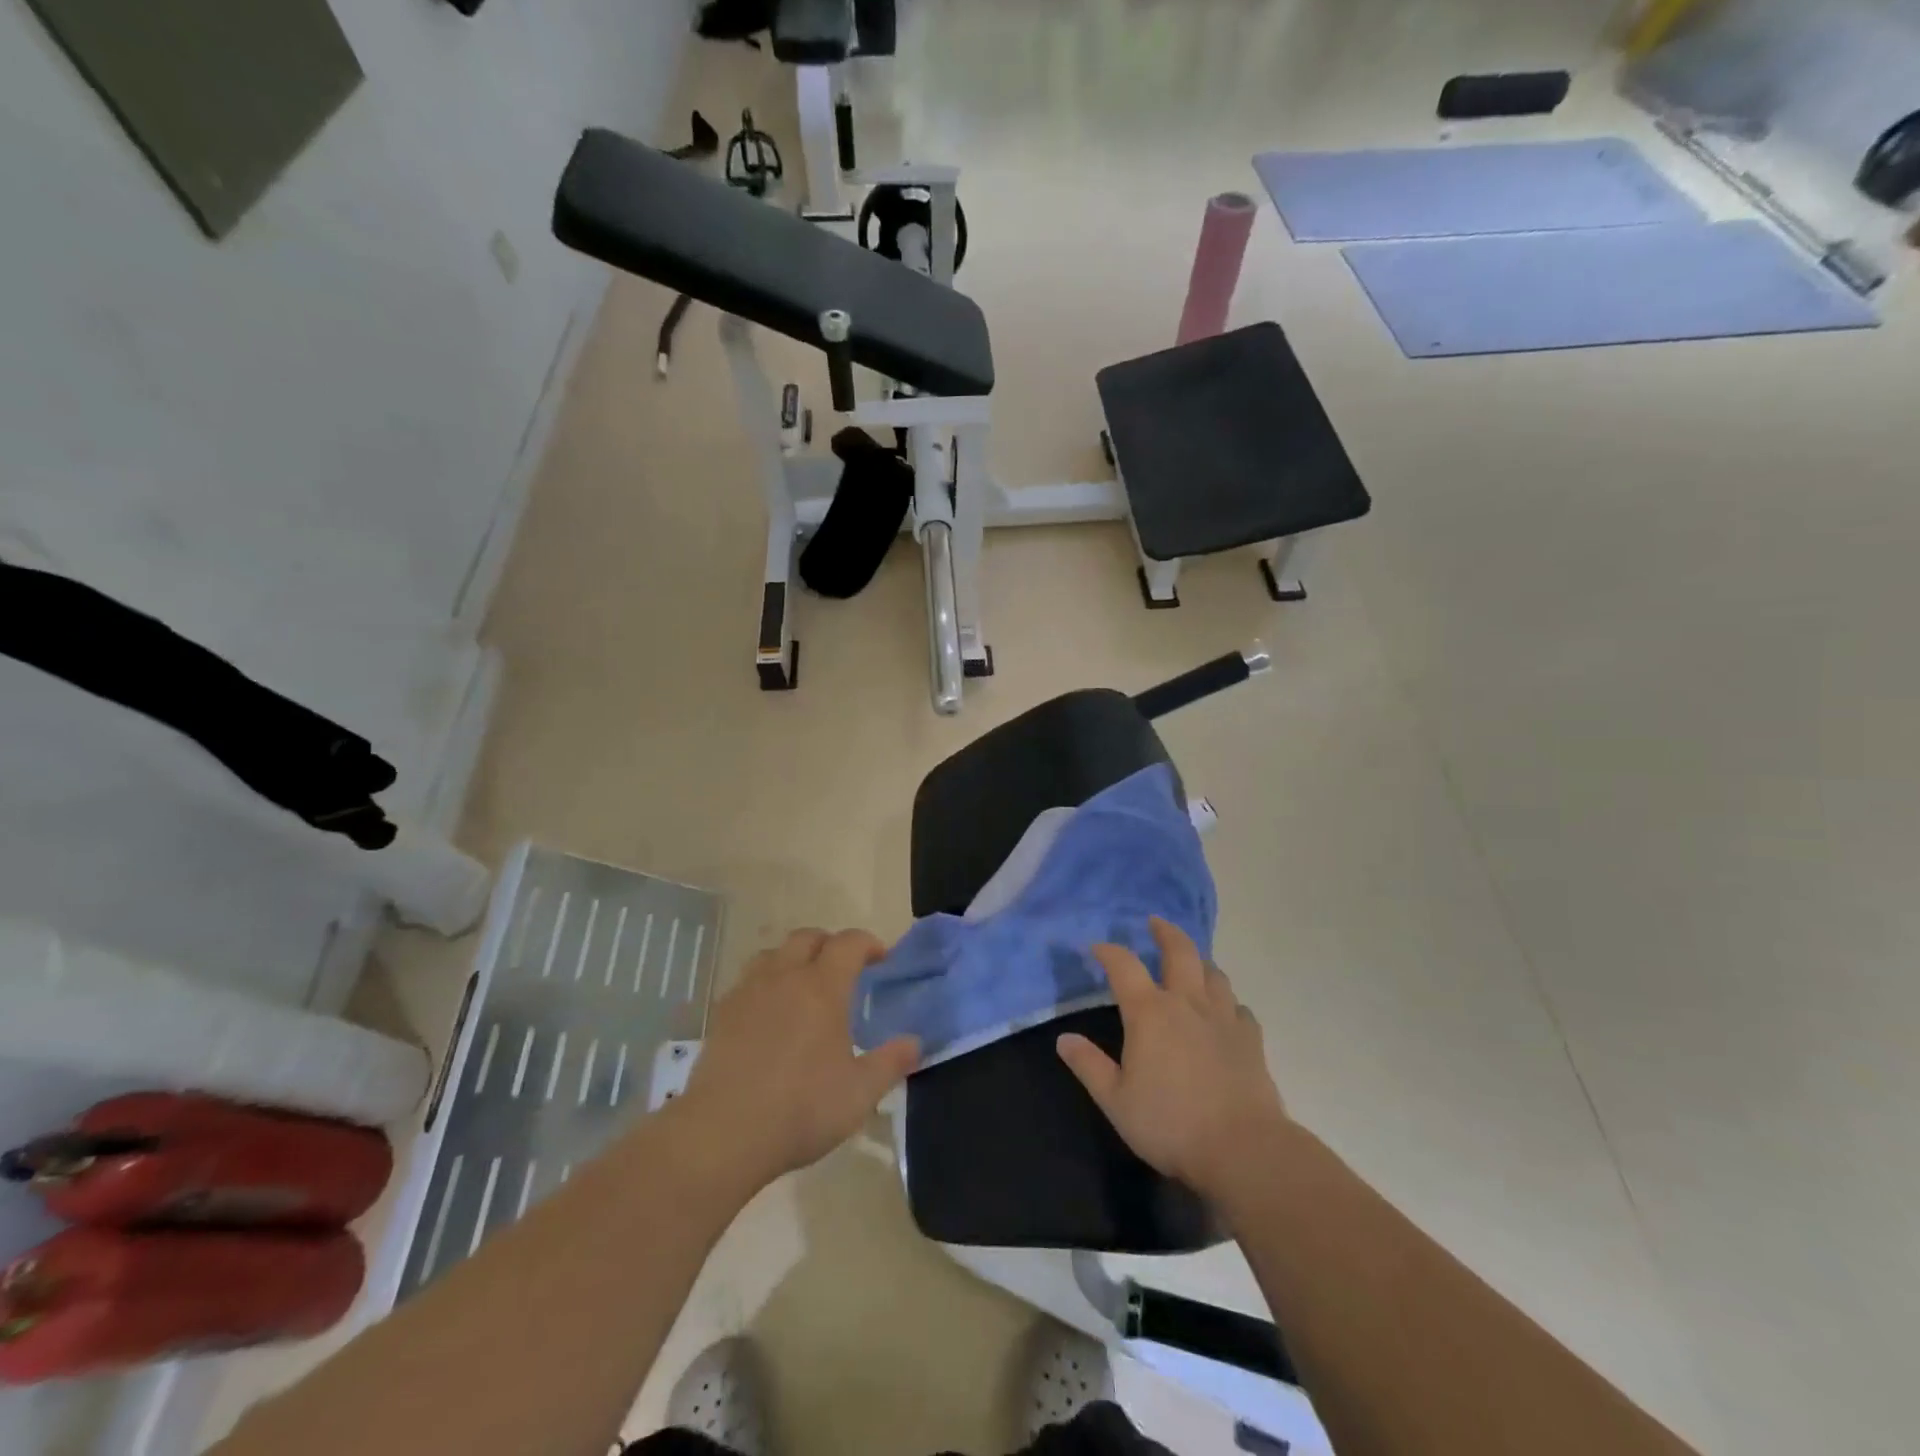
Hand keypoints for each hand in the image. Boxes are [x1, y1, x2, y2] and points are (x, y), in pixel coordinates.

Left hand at [680, 928, 919, 1186]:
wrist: (723, 1132)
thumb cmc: (801, 1108)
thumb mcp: (860, 1093)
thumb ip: (891, 1062)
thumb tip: (915, 1042)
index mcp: (822, 986)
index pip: (849, 943)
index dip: (868, 944)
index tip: (881, 959)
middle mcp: (785, 977)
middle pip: (807, 938)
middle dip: (830, 944)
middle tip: (844, 970)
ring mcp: (748, 992)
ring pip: (773, 954)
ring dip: (794, 959)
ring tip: (804, 986)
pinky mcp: (722, 1014)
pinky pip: (748, 981)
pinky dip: (766, 983)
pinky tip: (770, 1014)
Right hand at [1056, 918, 1288, 1201]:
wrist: (1243, 1149)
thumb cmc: (1170, 1124)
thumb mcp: (1115, 1100)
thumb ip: (1089, 1066)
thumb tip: (1063, 1039)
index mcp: (1149, 1012)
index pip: (1123, 966)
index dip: (1109, 951)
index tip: (1097, 947)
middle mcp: (1187, 1003)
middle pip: (1179, 951)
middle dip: (1165, 932)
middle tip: (1155, 922)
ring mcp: (1224, 1018)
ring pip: (1213, 974)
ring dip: (1199, 962)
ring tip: (1191, 963)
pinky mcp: (1251, 1040)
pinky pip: (1239, 1008)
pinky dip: (1227, 1002)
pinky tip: (1224, 1012)